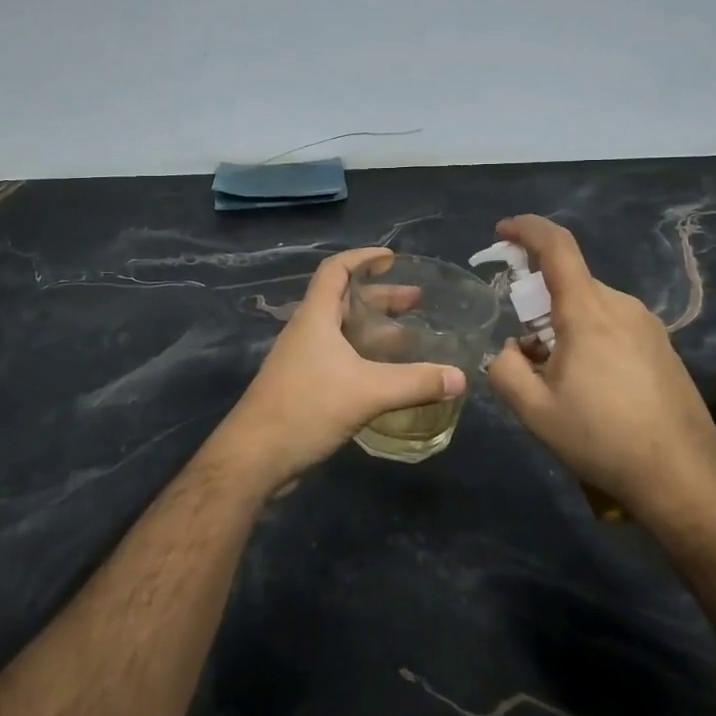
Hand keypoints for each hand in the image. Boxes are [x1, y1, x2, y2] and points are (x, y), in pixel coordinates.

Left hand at [213, 248, 465, 494]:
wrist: (254, 458)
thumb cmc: (306, 408)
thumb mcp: (367, 391)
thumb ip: (415, 382)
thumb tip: (460, 377)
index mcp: (315, 317)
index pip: (336, 270)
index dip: (362, 257)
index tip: (392, 258)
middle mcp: (307, 332)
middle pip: (344, 301)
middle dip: (381, 297)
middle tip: (417, 302)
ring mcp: (302, 360)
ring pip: (342, 332)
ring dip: (374, 330)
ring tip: (410, 337)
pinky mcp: (303, 386)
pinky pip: (339, 359)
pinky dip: (365, 357)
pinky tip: (387, 375)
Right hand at [487, 215, 715, 525]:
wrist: (683, 476)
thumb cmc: (602, 438)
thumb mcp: (534, 411)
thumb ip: (505, 369)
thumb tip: (512, 349)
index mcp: (588, 311)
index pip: (556, 246)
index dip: (526, 229)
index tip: (502, 232)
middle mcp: (622, 306)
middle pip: (570, 285)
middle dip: (538, 306)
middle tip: (525, 352)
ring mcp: (648, 325)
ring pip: (591, 308)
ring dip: (564, 328)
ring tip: (558, 381)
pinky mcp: (662, 347)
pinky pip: (614, 327)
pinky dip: (589, 340)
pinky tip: (592, 389)